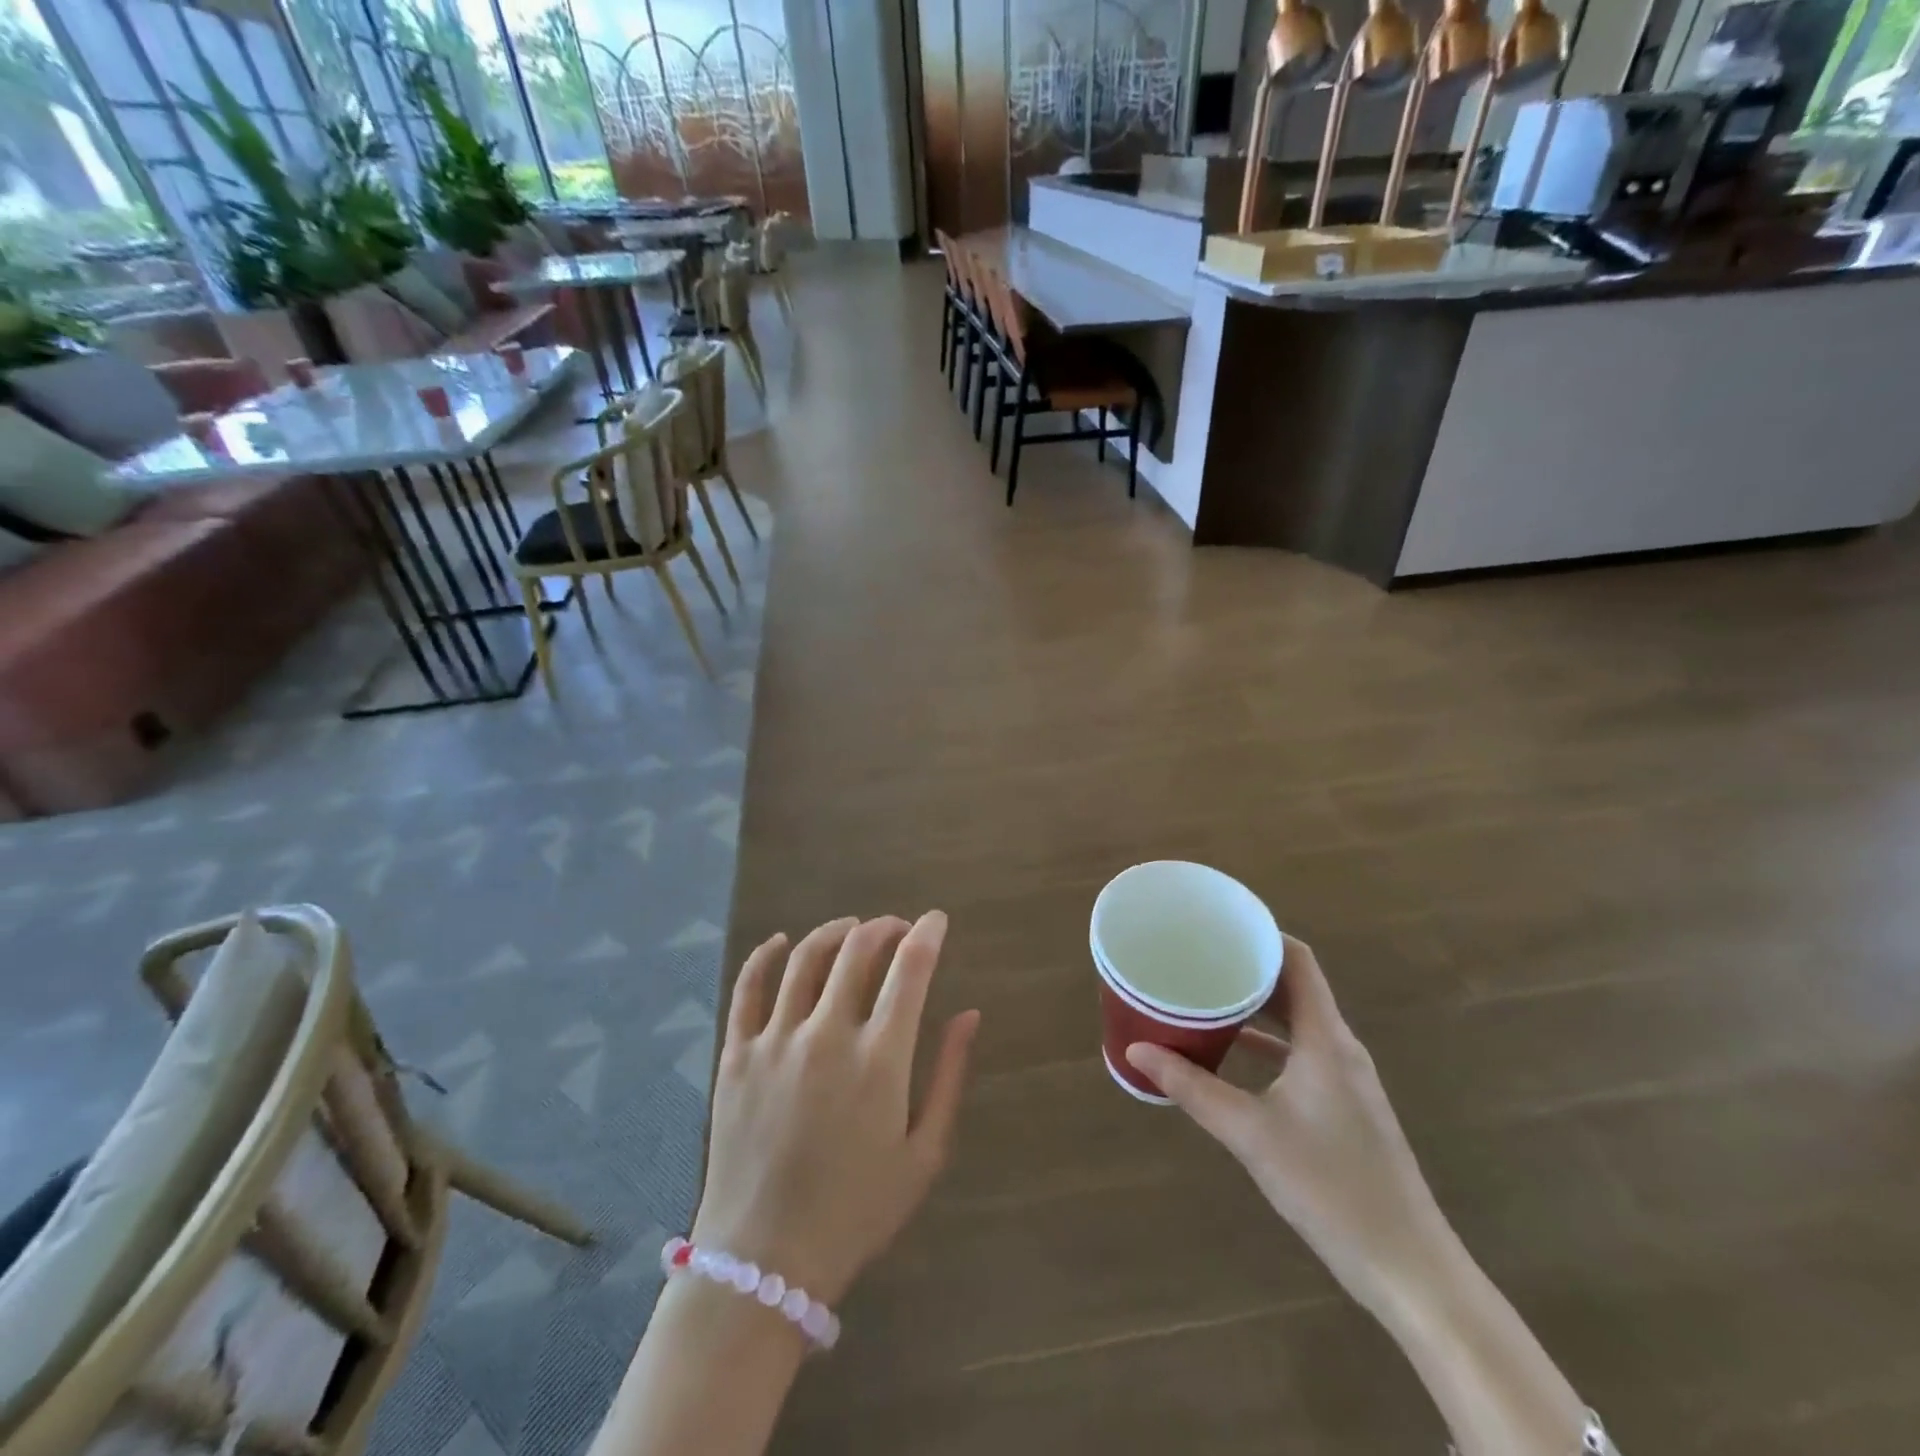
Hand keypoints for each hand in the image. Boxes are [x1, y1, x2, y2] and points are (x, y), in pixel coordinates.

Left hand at [692, 913, 980, 1305]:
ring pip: (805, 958)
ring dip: (834, 932)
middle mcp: (826, 1034)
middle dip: (884, 927)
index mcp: (879, 1058)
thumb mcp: (924, 1154)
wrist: (765, 1262)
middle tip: (897, 928)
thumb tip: (968, 1014)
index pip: (910, 969)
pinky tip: (781, 942)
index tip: (936, 920)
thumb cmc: (857, 1211)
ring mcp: (775, 1040)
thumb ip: (949, 1076)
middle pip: (858, 950)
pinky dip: (765, 955)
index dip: (927, 934)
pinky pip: (748, 987)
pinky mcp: (735, 1054)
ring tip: (851, 930)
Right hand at [1126, 934, 1449, 1322]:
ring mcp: (1345, 1078)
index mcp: (1326, 1038)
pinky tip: (1231, 1052)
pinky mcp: (1344, 1106)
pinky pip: (1301, 1051)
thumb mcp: (1250, 1133)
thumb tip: (1136, 1051)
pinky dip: (1267, 1041)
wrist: (1408, 1267)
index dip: (1262, 934)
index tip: (1217, 925)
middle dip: (1248, 967)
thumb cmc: (1330, 1187)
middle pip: (1295, 985)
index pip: (1298, 960)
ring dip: (1256, 1005)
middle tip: (1198, 957)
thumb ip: (1192, 1088)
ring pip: (1298, 1020)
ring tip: (1207, 994)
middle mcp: (1339, 1047)